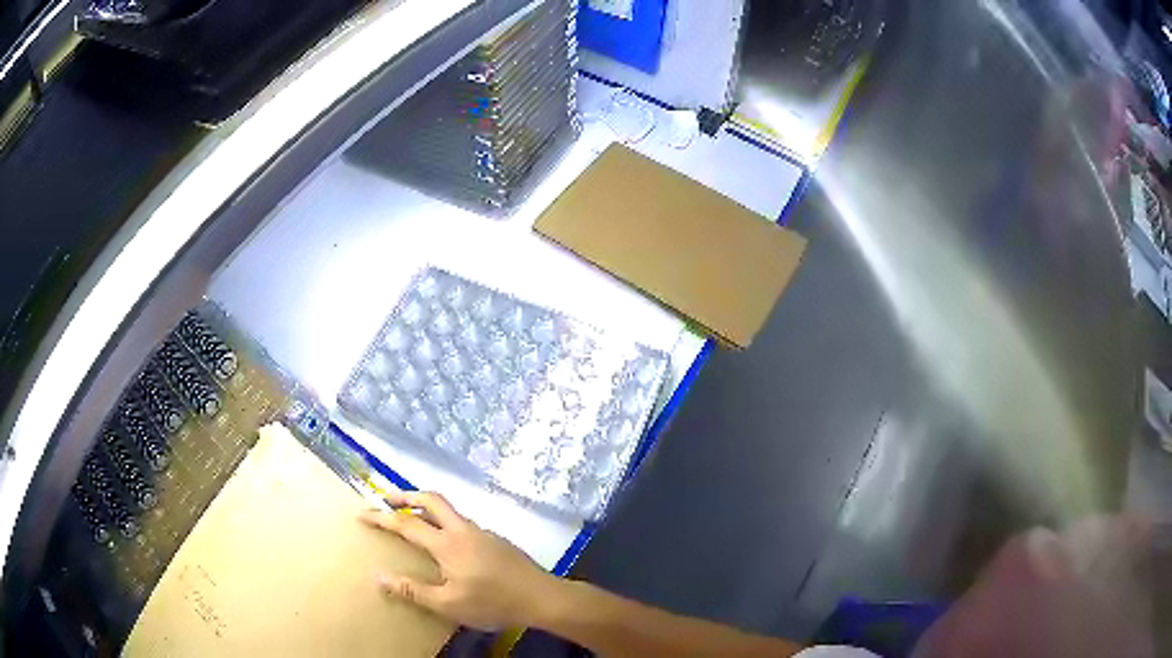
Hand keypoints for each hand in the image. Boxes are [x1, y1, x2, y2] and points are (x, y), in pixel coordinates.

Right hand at [360, 491, 561, 630]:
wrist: (541, 597)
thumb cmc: (492, 602)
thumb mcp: (448, 604)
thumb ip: (413, 591)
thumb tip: (378, 576)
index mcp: (447, 544)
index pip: (406, 524)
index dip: (381, 518)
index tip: (362, 513)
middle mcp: (463, 530)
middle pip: (431, 499)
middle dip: (405, 495)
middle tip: (386, 500)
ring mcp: (483, 532)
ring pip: (450, 510)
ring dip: (427, 508)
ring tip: (413, 519)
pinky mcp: (496, 540)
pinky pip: (462, 524)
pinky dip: (445, 523)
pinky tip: (447, 544)